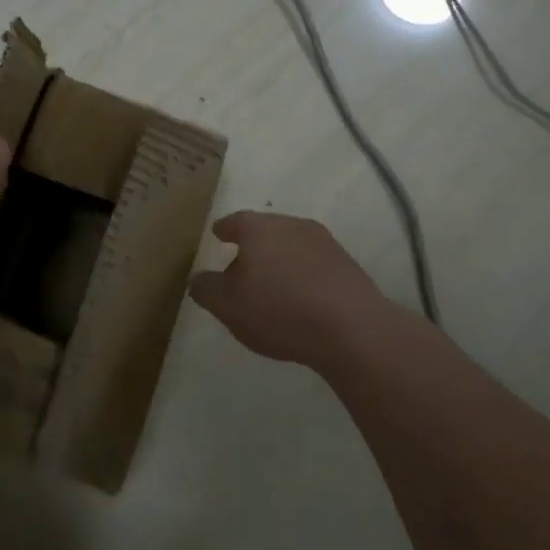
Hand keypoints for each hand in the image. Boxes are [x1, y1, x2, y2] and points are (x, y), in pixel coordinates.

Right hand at [189, 212, 391, 369]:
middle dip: (253, 243)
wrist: (352, 328)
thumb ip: (206, 289)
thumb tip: (197, 279)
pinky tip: (302, 296)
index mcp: (257, 228)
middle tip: (242, 262)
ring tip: (273, 282)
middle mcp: (290, 224)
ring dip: (281, 258)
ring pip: (292, 244)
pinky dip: (304, 273)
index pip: (234, 221)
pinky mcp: (347, 263)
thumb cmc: (279, 310)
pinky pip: (315, 263)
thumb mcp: (227, 306)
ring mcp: (323, 241)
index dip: (224, 229)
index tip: (218, 235)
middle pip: (265, 229)